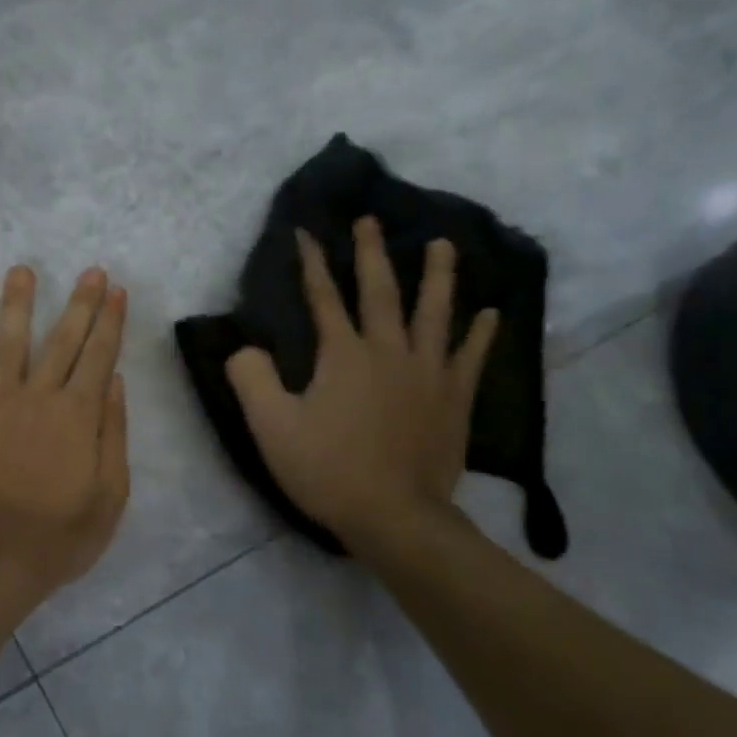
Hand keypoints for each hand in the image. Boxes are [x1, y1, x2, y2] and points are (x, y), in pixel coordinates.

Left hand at [0, 265, 129, 603]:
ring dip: (17, 305)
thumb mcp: (110, 494)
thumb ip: (113, 433)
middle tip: (90, 271)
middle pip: (61, 340)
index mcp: (78, 414)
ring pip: (8, 343)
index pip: (100, 355)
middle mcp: (37, 396)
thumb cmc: (60, 535)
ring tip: (21, 271)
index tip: (117, 291)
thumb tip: (114, 382)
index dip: (111, 321)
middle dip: (79, 303)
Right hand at [225, 222, 497, 551]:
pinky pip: (471, 357)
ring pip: (435, 313)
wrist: (393, 515)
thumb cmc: (327, 469)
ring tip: (442, 245)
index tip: (306, 232)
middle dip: (371, 254)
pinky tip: (491, 313)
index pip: (323, 298)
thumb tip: (244, 348)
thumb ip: (251, 379)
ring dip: (437, 276)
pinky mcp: (454, 399)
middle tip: (370, 220)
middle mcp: (389, 351)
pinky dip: (481, 334)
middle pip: (381, 292)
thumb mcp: (271, 427)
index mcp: (343, 355)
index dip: (312, 263)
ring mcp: (428, 373)